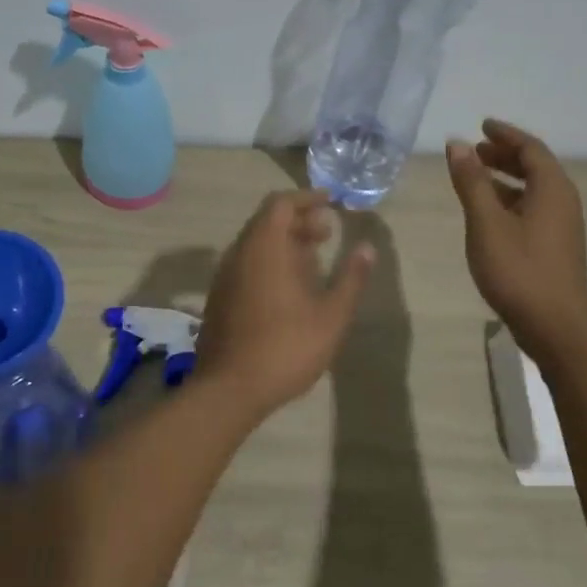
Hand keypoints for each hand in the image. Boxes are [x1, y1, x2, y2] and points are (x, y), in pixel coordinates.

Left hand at [192, 189, 375, 414]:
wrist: (230, 388)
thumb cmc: (286, 347)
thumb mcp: (331, 315)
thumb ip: (351, 278)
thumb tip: (367, 248)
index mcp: (264, 247)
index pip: (281, 203)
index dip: (306, 198)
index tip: (330, 203)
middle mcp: (239, 253)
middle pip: (267, 221)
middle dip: (298, 220)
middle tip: (327, 233)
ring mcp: (225, 275)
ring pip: (255, 244)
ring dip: (284, 242)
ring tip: (313, 260)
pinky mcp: (220, 296)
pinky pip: (246, 263)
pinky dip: (269, 261)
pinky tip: (289, 287)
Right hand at [447, 118, 586, 354]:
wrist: (556, 328)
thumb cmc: (519, 271)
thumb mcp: (486, 223)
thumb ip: (471, 182)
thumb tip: (457, 144)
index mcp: (552, 189)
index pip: (530, 148)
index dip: (505, 135)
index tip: (482, 125)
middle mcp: (563, 202)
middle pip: (535, 166)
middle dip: (504, 155)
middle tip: (474, 150)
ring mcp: (562, 227)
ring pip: (534, 189)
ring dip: (506, 178)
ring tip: (475, 176)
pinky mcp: (555, 247)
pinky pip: (533, 208)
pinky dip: (510, 199)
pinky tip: (489, 213)